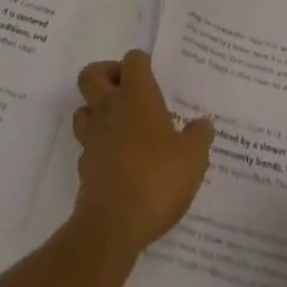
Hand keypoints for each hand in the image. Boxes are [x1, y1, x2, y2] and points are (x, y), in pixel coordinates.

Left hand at [70, 50, 214, 255]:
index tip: (153, 77)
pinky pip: (86, 146)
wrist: (112, 227)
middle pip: (91, 74)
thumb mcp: (192, 159)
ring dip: (96, 112)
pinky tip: (117, 163)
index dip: (142, 63)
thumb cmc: (156, 179)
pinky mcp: (83, 168)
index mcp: (136, 95)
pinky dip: (97, 148)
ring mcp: (92, 138)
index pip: (133, 59)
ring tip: (119, 127)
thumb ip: (199, 137)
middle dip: (106, 76)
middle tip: (127, 92)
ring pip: (83, 109)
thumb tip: (203, 124)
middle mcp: (110, 108)